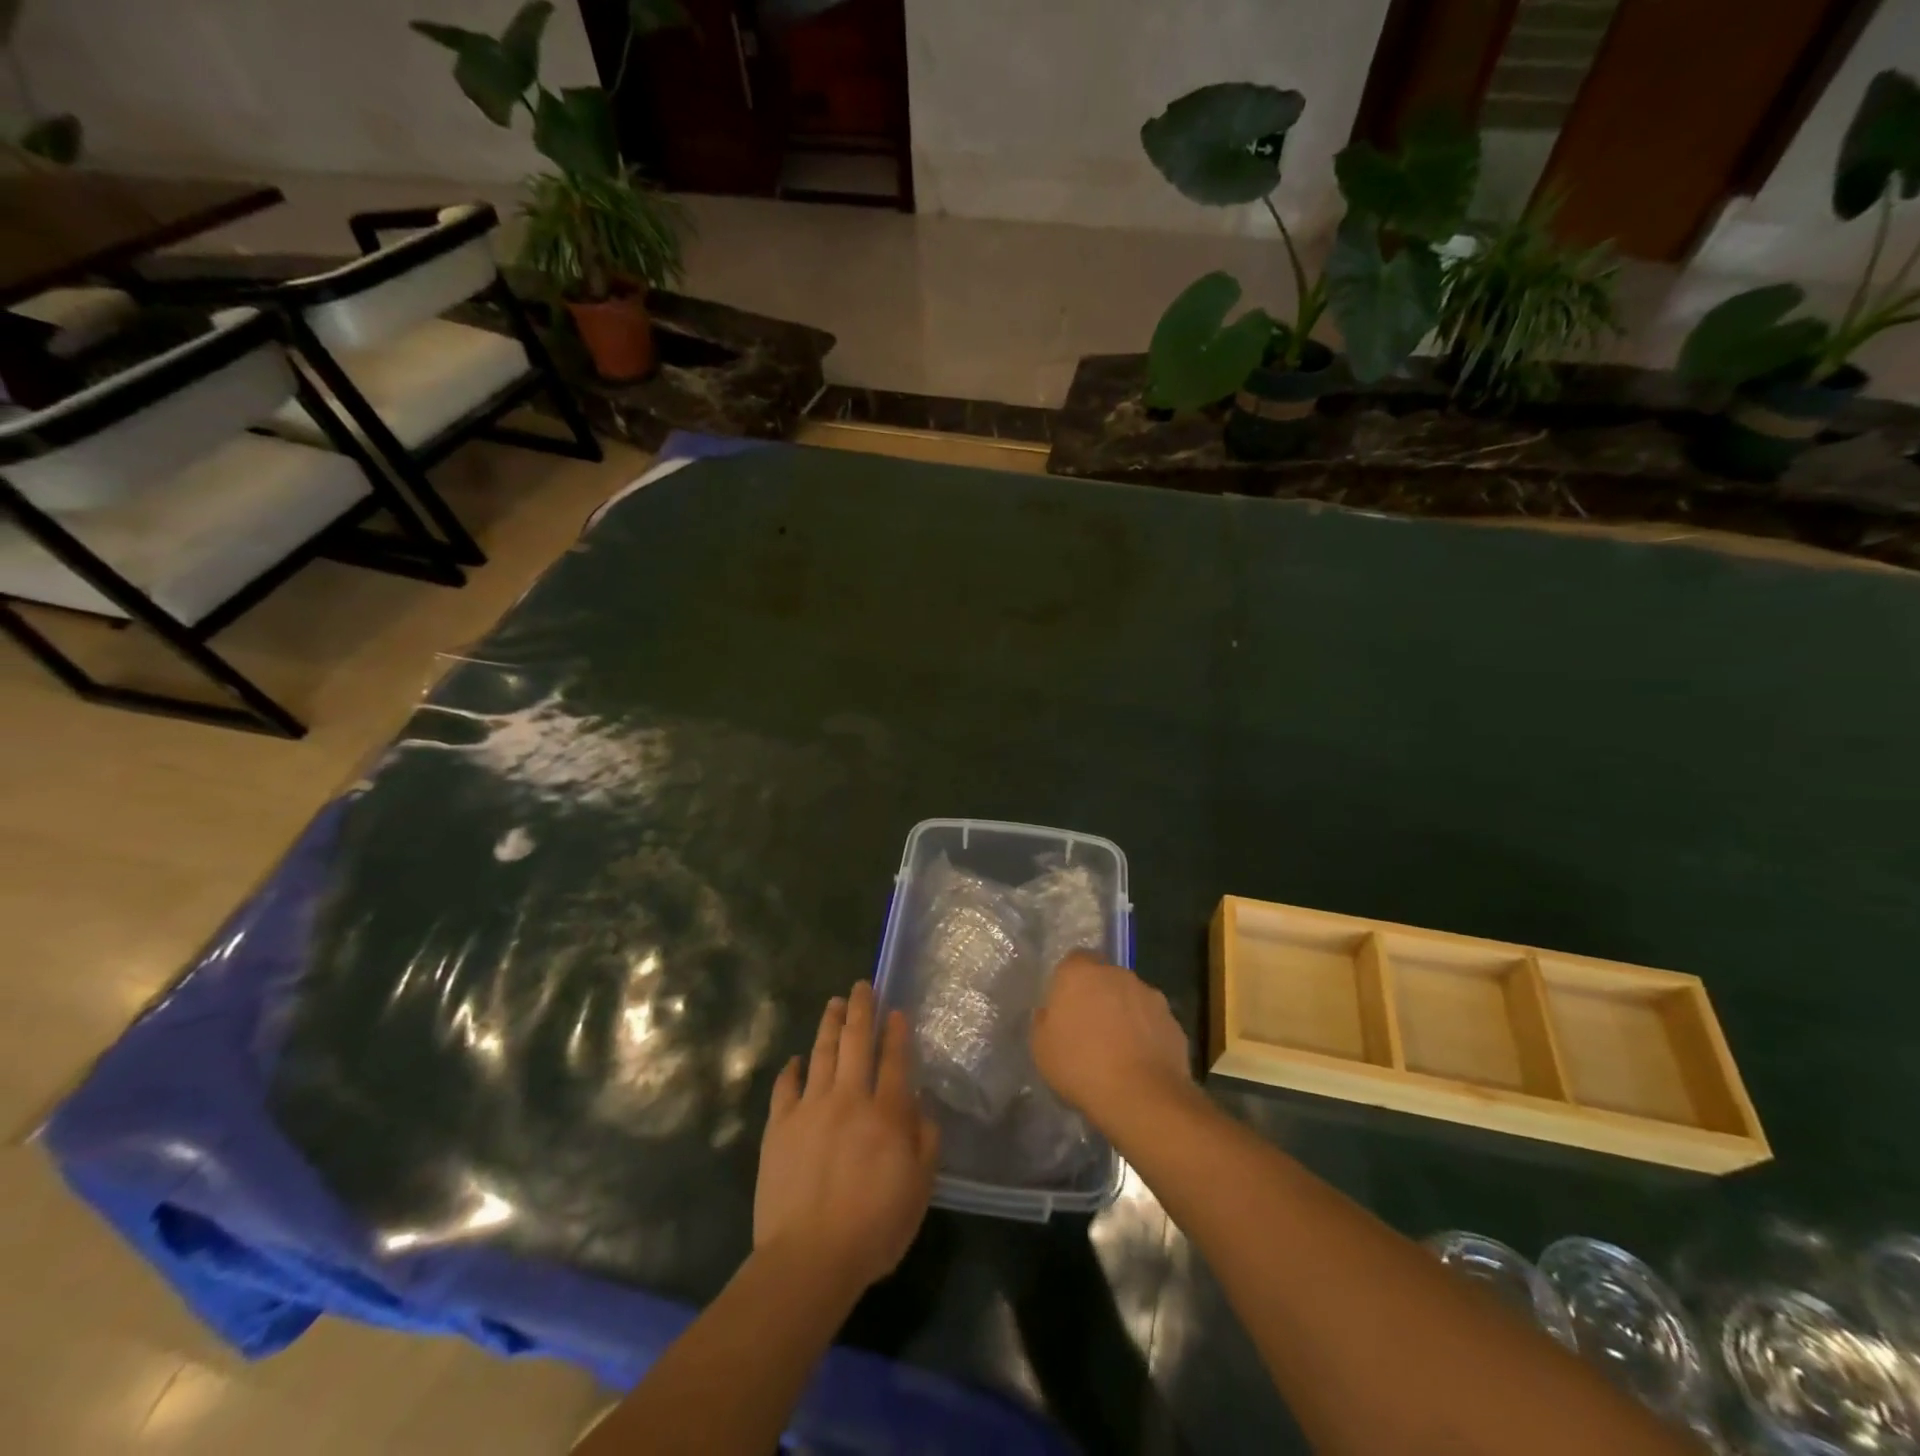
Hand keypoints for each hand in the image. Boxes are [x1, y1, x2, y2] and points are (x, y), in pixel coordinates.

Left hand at [755, 981, 938, 1295]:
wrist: (808, 1258)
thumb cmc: (873, 1229)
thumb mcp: (918, 1190)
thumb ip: (925, 1142)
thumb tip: (921, 1106)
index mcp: (886, 1113)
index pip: (894, 1060)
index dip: (896, 1032)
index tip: (895, 1010)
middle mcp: (849, 1099)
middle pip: (855, 1042)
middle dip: (860, 1009)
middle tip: (861, 986)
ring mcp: (810, 1108)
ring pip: (821, 1054)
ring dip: (829, 1025)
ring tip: (834, 1003)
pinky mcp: (780, 1127)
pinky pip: (785, 1087)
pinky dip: (792, 1069)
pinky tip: (796, 1059)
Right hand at [1031, 953, 1193, 1132]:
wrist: (1142, 1097)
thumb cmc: (1081, 1066)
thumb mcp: (1041, 1048)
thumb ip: (1044, 1021)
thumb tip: (1051, 1013)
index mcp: (1081, 973)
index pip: (1074, 961)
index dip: (1069, 983)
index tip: (1065, 1009)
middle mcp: (1118, 974)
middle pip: (1105, 978)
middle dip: (1099, 997)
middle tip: (1089, 1031)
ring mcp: (1150, 996)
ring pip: (1131, 999)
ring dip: (1124, 1016)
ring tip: (1117, 1052)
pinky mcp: (1173, 1022)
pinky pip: (1152, 1023)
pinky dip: (1146, 1036)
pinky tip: (1139, 1065)